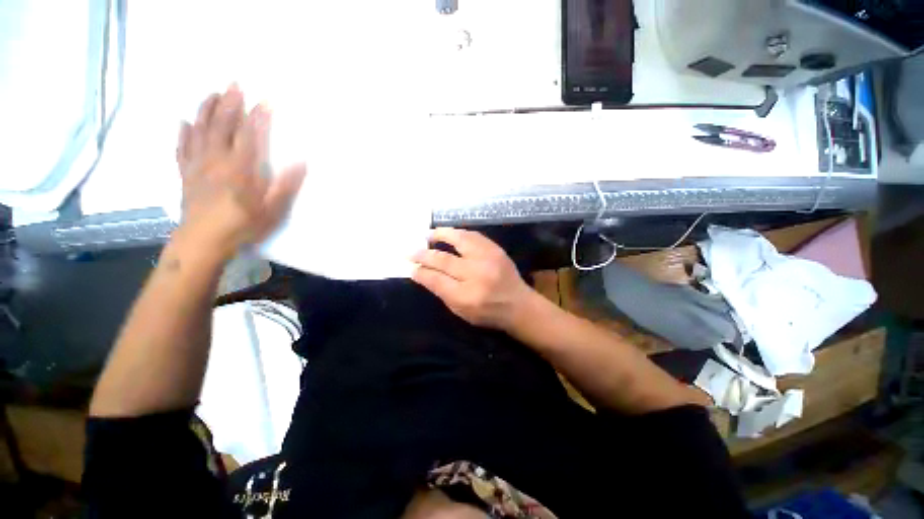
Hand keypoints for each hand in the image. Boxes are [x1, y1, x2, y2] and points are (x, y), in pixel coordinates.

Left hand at [176, 85, 305, 257]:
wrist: (203, 240)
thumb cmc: (242, 225)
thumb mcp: (272, 209)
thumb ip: (286, 185)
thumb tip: (302, 162)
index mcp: (240, 168)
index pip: (250, 135)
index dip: (258, 117)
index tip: (265, 100)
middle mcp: (216, 159)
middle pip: (222, 125)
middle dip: (229, 103)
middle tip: (234, 83)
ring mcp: (197, 164)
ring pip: (200, 130)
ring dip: (206, 110)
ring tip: (212, 93)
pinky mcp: (185, 173)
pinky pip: (182, 147)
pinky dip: (183, 133)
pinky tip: (184, 122)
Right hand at [411, 228, 536, 330]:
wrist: (519, 305)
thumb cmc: (488, 313)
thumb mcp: (461, 311)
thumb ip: (442, 292)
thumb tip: (423, 273)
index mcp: (466, 296)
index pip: (436, 279)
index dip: (420, 272)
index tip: (411, 267)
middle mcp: (476, 275)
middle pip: (443, 260)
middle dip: (423, 254)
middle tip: (411, 251)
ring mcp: (487, 259)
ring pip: (458, 240)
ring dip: (440, 235)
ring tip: (428, 235)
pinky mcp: (495, 249)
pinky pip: (472, 236)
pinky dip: (457, 233)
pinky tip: (449, 234)